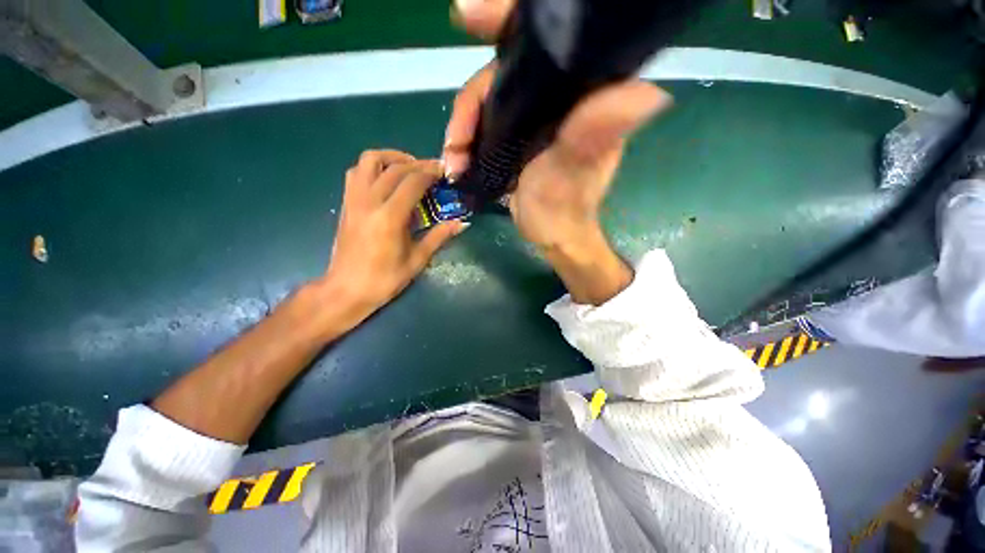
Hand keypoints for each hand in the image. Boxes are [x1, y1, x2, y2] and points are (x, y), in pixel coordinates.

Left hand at [318, 150, 466, 328]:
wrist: (346, 290)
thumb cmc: (385, 279)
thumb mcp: (417, 260)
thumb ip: (439, 236)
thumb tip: (462, 223)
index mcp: (389, 217)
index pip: (412, 182)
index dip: (430, 173)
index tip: (443, 171)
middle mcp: (369, 202)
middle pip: (394, 168)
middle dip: (417, 164)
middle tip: (433, 170)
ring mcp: (353, 200)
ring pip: (369, 161)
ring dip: (391, 157)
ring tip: (408, 167)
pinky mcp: (345, 204)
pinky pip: (356, 173)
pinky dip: (373, 167)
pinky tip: (386, 179)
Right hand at [443, 0, 670, 303]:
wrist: (551, 234)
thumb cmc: (565, 208)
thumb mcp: (575, 174)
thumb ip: (595, 136)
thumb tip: (646, 94)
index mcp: (582, 94)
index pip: (553, 41)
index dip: (509, 20)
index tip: (469, 14)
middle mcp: (558, 96)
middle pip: (502, 72)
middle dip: (470, 104)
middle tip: (454, 143)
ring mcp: (533, 114)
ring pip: (487, 99)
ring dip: (462, 128)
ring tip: (453, 161)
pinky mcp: (516, 133)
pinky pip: (483, 121)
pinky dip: (465, 138)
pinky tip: (457, 158)